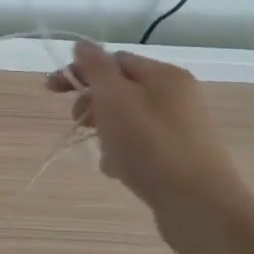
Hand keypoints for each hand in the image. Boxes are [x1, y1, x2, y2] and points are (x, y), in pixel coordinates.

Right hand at [46, 41, 253, 252]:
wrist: (201, 208)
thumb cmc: (152, 146)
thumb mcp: (115, 99)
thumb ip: (95, 68)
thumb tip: (82, 45)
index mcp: (164, 75)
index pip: (113, 60)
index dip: (80, 71)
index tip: (52, 90)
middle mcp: (177, 97)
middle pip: (120, 90)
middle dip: (92, 105)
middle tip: (77, 124)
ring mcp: (181, 129)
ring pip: (127, 121)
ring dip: (106, 133)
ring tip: (104, 155)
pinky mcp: (180, 159)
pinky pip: (141, 147)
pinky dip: (124, 154)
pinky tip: (119, 172)